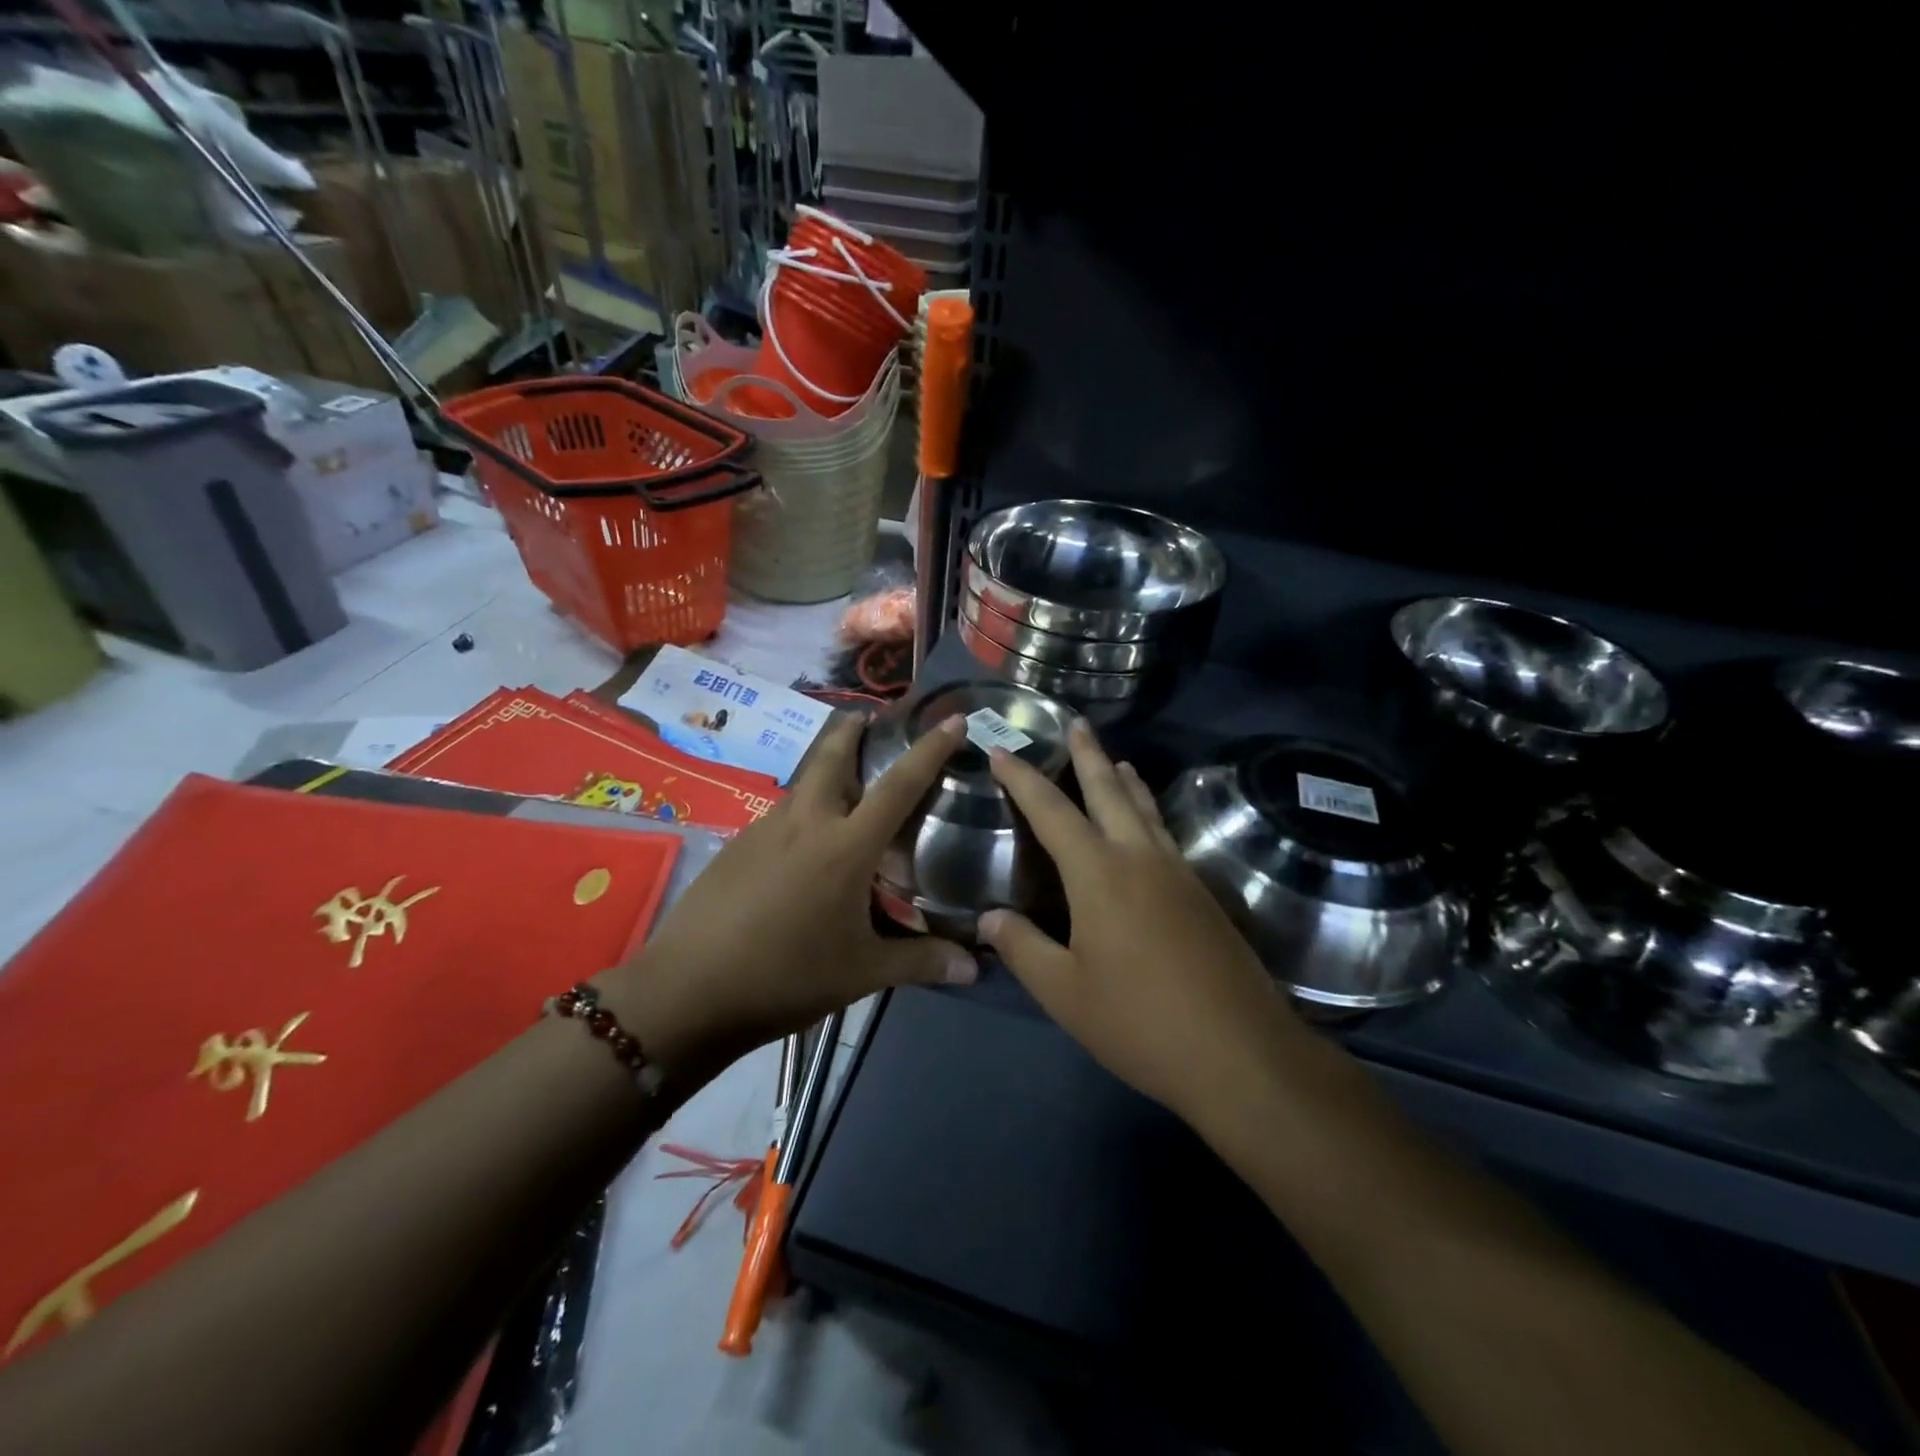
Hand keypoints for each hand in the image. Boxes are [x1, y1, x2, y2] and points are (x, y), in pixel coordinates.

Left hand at [601, 712, 976, 1078]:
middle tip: (869, 719)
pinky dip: (800, 812)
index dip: (929, 749)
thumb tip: (975, 968)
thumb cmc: (786, 976)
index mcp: (846, 846)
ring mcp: (764, 830)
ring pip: (802, 784)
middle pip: (832, 756)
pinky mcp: (736, 847)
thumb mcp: (861, 973)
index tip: (951, 719)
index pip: (899, 786)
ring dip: (824, 770)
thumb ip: (920, 962)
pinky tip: (801, 846)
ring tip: (844, 787)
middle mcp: (806, 823)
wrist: (688, 989)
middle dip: (852, 730)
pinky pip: (779, 815)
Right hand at [979, 721, 1303, 1126]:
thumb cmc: (1140, 1021)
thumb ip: (1023, 948)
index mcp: (1099, 873)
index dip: (1022, 778)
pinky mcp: (1203, 895)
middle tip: (1075, 724)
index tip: (1000, 751)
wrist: (1241, 1053)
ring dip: (1125, 780)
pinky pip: (1166, 834)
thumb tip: (989, 919)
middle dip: (1088, 756)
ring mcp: (1178, 873)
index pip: (1051, 811)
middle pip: (1109, 791)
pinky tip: (1149, 826)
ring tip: (1115, 760)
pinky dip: (1149, 812)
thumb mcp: (1065, 993)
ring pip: (1145, 809)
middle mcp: (1140, 858)